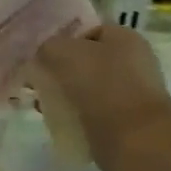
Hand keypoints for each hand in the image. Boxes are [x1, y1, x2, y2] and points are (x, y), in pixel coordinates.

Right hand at [32, 25, 170, 170]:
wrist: (134, 140)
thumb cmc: (101, 87)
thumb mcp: (63, 53)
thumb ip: (48, 47)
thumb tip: (43, 55)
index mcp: (125, 38)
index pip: (88, 31)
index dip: (62, 40)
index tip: (40, 55)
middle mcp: (133, 62)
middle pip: (87, 61)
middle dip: (61, 71)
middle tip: (37, 82)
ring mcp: (132, 94)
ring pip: (88, 89)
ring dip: (66, 96)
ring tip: (43, 106)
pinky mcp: (127, 122)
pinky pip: (94, 114)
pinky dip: (77, 117)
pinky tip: (60, 123)